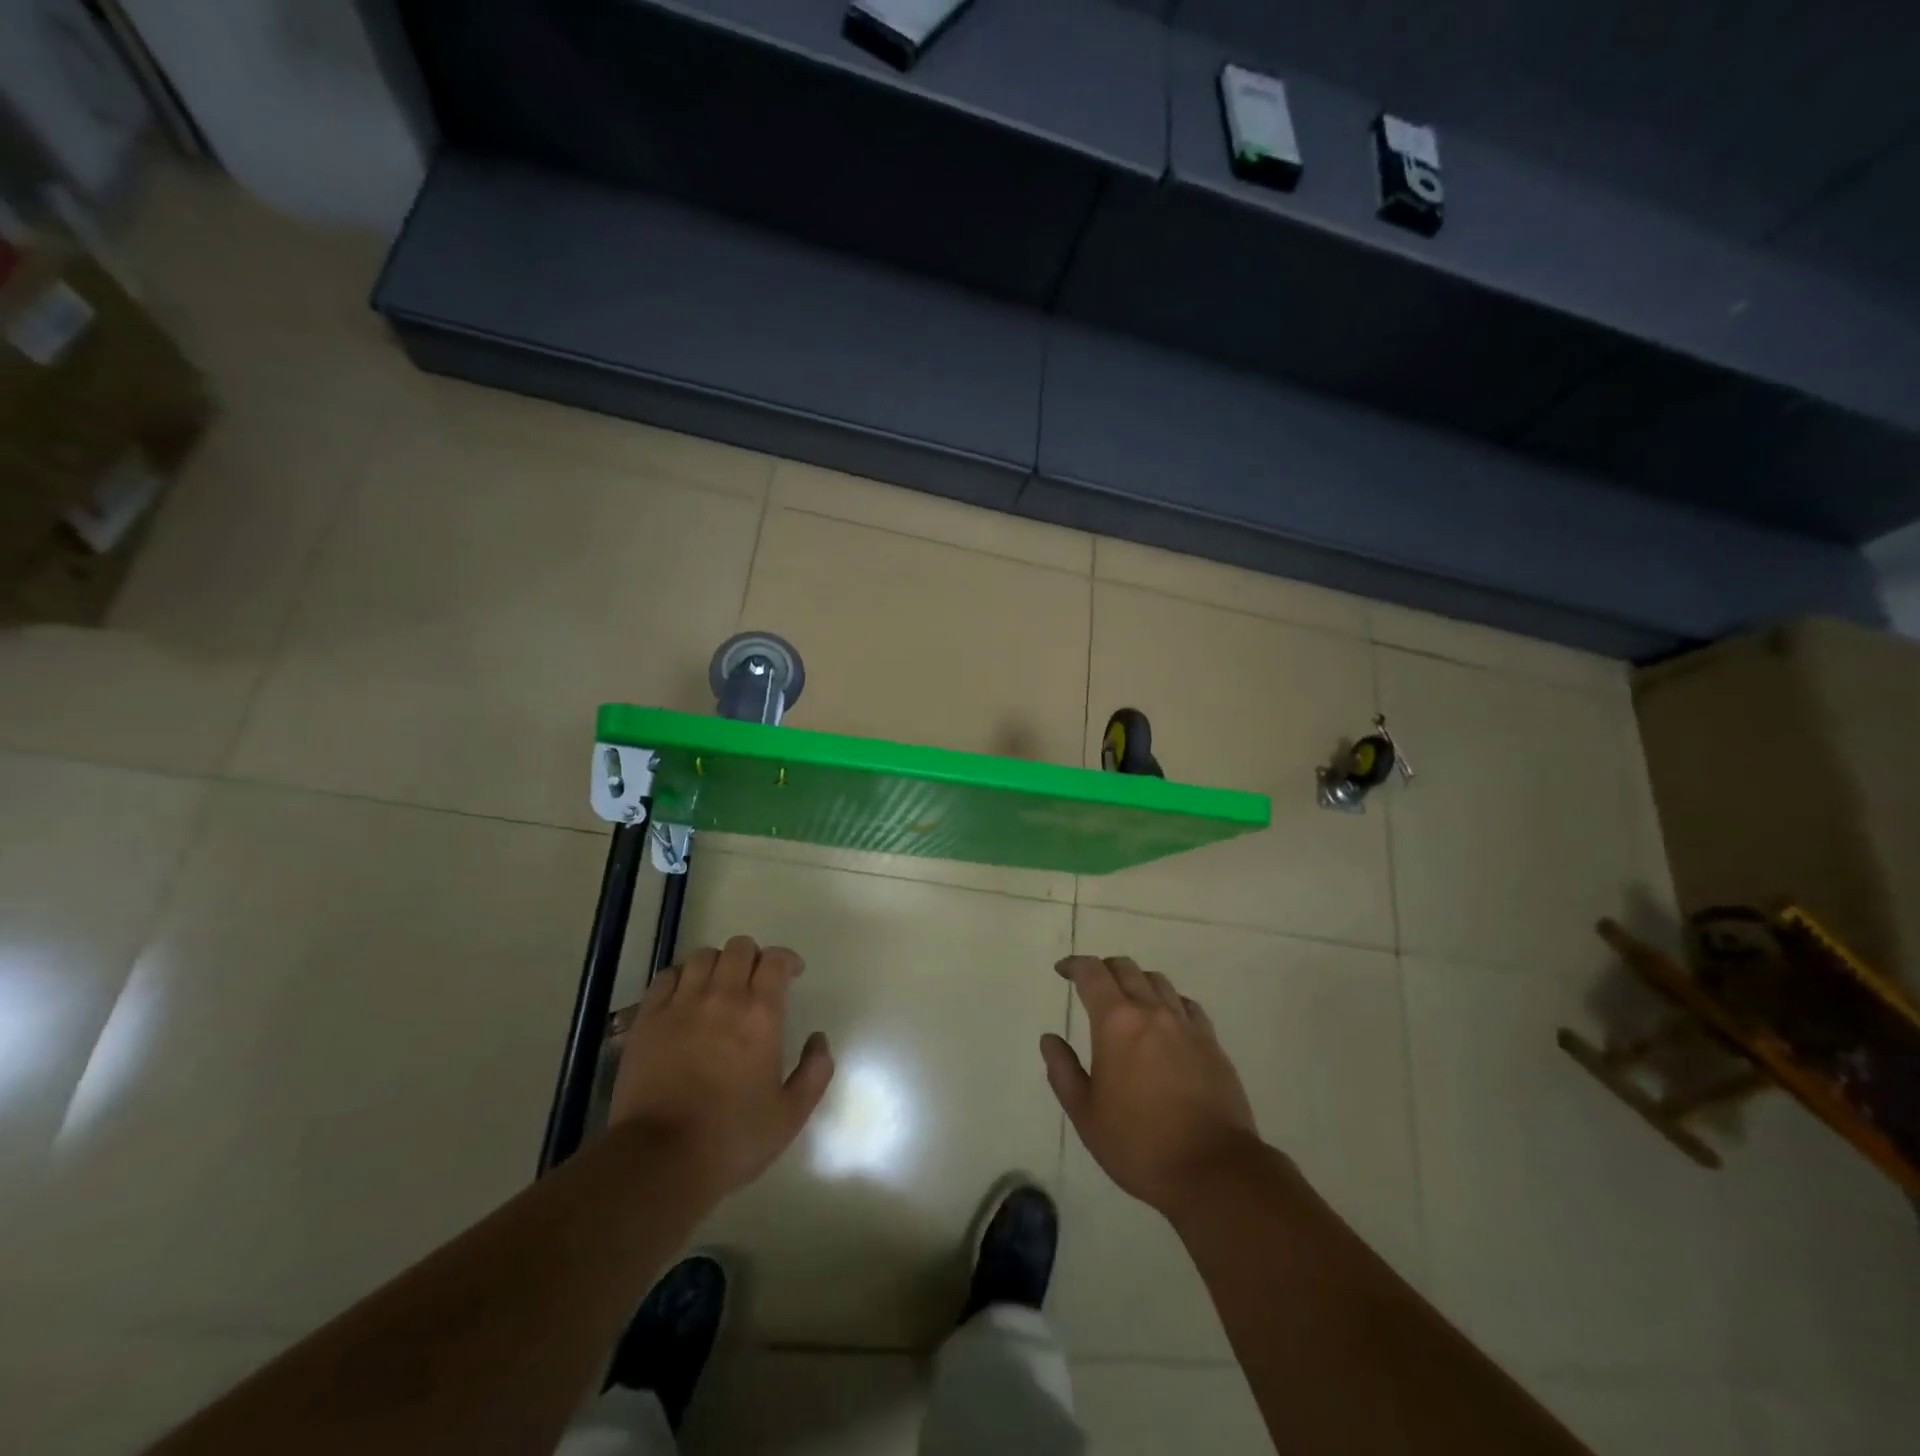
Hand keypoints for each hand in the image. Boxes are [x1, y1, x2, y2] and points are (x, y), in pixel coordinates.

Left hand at [610, 935, 834, 1201]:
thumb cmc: (732, 1138)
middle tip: (756, 982)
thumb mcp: (791, 1114)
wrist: (659, 1160)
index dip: (787, 960)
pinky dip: (681, 977)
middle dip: (754, 957)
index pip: (776, 960)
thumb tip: (818, 1038)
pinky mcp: (648, 1019)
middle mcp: (722, 996)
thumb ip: (815, 1071)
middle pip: (739, 948)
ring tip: (720, 986)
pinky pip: (666, 977)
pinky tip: (685, 996)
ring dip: (718, 964)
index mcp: (761, 1014)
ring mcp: (680, 1004)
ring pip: (702, 956)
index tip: (792, 975)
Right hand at [1041, 955, 1259, 1217]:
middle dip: (1104, 969)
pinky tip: (1165, 1021)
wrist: (1213, 1170)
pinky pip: (1186, 1005)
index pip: (1092, 973)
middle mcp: (1152, 1011)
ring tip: (1127, 1001)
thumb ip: (1063, 1071)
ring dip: (1136, 981)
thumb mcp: (1085, 1114)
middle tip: (1091, 986)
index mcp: (1116, 1022)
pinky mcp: (1212, 1043)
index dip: (1074, 965)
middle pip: (1126, 968)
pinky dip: (1169, 1002)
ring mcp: (1186, 1024)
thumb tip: (1050, 1039)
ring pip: (1158, 981)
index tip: (1062, 971)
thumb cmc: (1139, 1144)